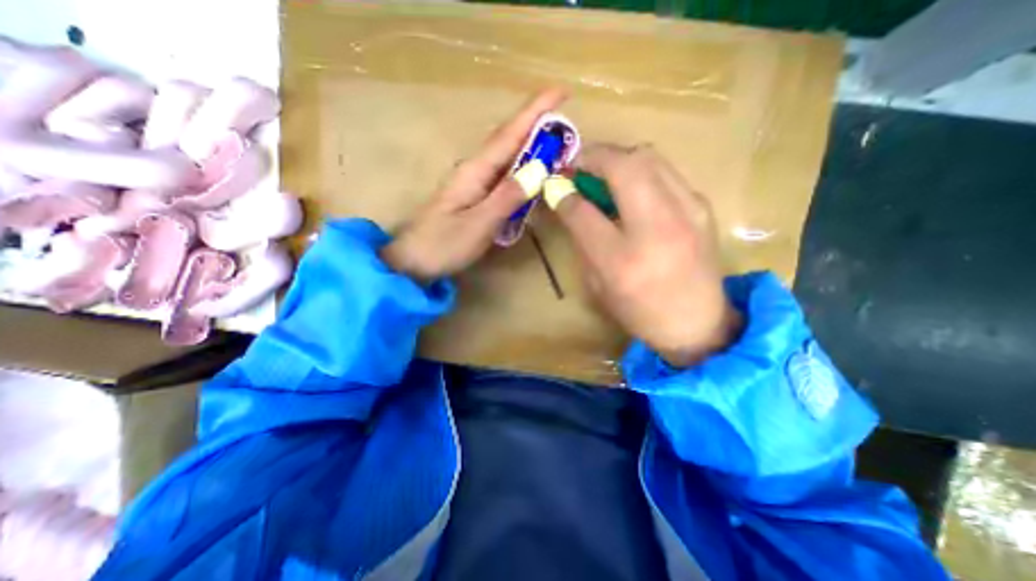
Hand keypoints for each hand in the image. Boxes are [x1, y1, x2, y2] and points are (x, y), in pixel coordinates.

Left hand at [380, 87, 564, 284]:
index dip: (535, 111)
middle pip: (509, 140)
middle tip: (567, 124)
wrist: (413, 262)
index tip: (561, 91)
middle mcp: (475, 170)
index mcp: (475, 171)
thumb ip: (507, 197)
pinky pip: (503, 176)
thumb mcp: (478, 224)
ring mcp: (474, 183)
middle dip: (537, 125)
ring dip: (531, 146)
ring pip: (507, 157)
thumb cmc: (443, 245)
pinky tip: (532, 173)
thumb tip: (539, 169)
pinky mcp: (475, 197)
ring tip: (557, 144)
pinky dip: (521, 169)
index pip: (509, 133)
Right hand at [553, 144, 741, 366]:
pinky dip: (641, 170)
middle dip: (593, 156)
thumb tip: (567, 202)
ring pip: (648, 157)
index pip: (584, 212)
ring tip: (603, 172)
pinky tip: (632, 188)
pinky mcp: (702, 206)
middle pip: (624, 166)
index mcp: (622, 261)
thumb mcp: (598, 285)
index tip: (555, 183)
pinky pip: (665, 171)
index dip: (564, 191)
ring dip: (618, 158)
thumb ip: (581, 240)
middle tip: (577, 165)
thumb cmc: (639, 310)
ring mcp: (687, 212)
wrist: (697, 322)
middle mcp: (657, 229)